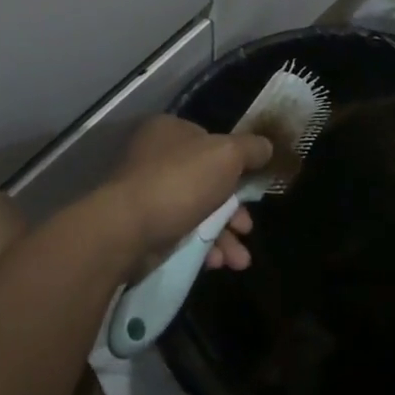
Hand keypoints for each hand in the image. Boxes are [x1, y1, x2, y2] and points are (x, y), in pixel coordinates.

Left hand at [105, 115, 270, 274]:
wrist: (127, 230)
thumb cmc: (180, 182)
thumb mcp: (227, 155)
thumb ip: (251, 149)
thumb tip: (267, 147)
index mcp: (171, 131)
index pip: (212, 141)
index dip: (237, 164)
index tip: (254, 188)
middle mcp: (156, 158)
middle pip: (209, 181)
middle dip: (234, 211)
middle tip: (247, 228)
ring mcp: (149, 193)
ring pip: (199, 211)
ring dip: (224, 236)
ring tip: (239, 260)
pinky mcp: (145, 227)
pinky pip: (182, 234)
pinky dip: (203, 247)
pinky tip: (216, 263)